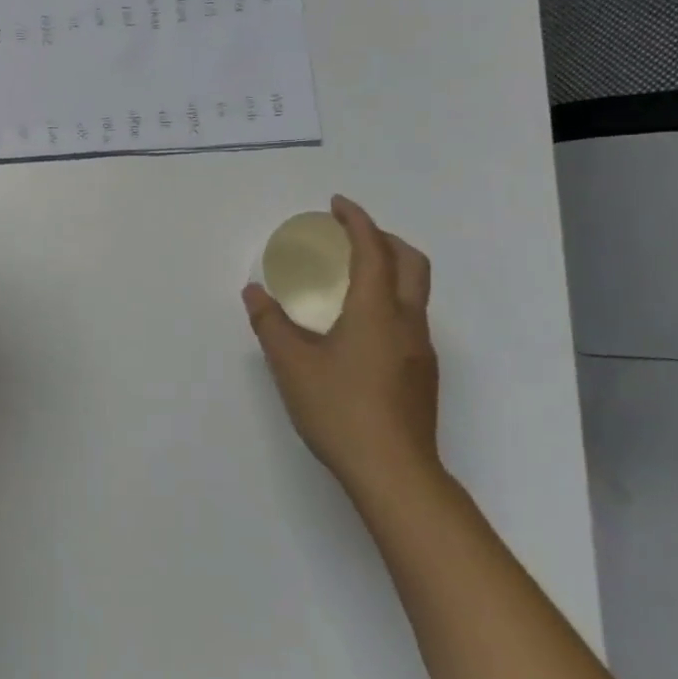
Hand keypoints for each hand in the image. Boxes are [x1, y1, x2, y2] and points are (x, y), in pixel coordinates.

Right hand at [242, 195, 440, 506]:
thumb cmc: (340, 411)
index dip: (356, 220)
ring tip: (354, 276)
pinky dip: (391, 300)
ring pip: (416, 291)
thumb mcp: (291, 365)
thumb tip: (254, 293)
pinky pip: (411, 317)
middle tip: (351, 235)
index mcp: (377, 310)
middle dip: (383, 238)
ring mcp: (421, 349)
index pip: (373, 249)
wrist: (394, 473)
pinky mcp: (423, 374)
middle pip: (411, 261)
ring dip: (391, 268)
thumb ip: (270, 323)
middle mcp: (407, 322)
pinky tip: (362, 326)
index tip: (336, 205)